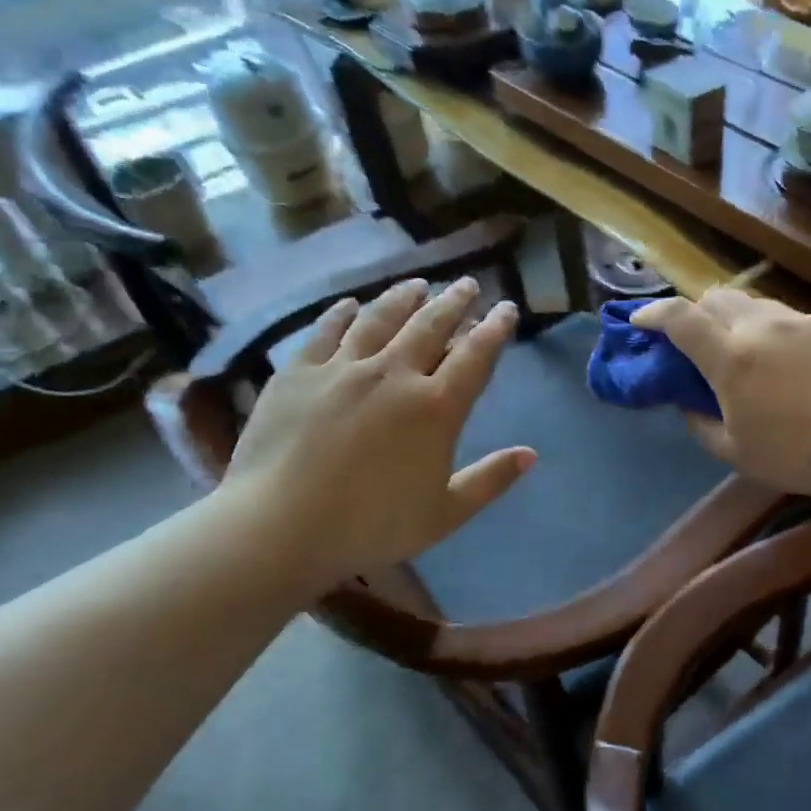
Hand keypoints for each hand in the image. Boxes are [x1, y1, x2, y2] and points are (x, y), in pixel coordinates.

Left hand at [215, 277, 533, 592]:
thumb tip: (531, 454)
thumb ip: (490, 480)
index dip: (495, 328)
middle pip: (431, 325)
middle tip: (466, 284)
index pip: (476, 355)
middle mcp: (394, 374)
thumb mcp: (445, 513)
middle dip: (454, 301)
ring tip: (417, 284)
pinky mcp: (298, 372)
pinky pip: (326, 331)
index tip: (507, 308)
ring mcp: (343, 368)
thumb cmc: (371, 526)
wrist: (280, 527)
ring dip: (403, 298)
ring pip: (380, 318)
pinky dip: (342, 313)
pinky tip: (350, 304)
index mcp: (436, 407)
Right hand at [633, 290, 810, 506]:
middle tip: (699, 341)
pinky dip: (778, 333)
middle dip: (697, 313)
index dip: (652, 313)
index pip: (679, 317)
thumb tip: (688, 401)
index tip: (641, 322)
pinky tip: (793, 364)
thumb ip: (698, 421)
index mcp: (731, 358)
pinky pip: (793, 319)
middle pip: (715, 297)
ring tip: (748, 351)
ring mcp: (801, 321)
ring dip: (739, 320)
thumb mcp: (732, 451)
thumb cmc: (794, 457)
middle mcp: (761, 326)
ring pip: (756, 304)